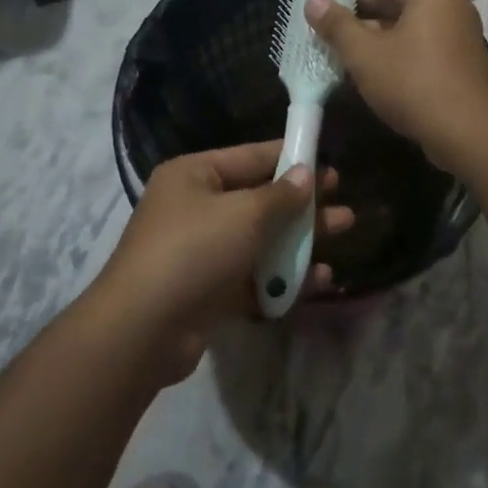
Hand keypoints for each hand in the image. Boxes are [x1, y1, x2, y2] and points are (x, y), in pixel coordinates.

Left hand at [96, 141, 349, 380]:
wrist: (143, 330)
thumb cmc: (194, 250)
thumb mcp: (244, 214)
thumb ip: (281, 195)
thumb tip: (306, 174)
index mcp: (194, 175)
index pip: (251, 157)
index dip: (291, 157)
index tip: (327, 160)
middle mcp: (196, 208)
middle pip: (259, 199)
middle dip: (302, 202)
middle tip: (342, 199)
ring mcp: (201, 252)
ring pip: (261, 238)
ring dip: (300, 237)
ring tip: (344, 230)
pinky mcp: (208, 291)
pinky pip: (254, 275)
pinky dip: (283, 276)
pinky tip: (321, 279)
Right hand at [306, 0, 487, 173]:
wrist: (471, 135)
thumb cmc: (416, 85)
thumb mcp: (366, 55)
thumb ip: (337, 25)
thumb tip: (313, 1)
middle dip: (352, 5)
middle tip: (312, 11)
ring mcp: (453, 27)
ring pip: (400, 19)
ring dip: (368, 28)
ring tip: (327, 35)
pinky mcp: (454, 54)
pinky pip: (414, 38)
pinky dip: (388, 45)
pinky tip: (358, 58)